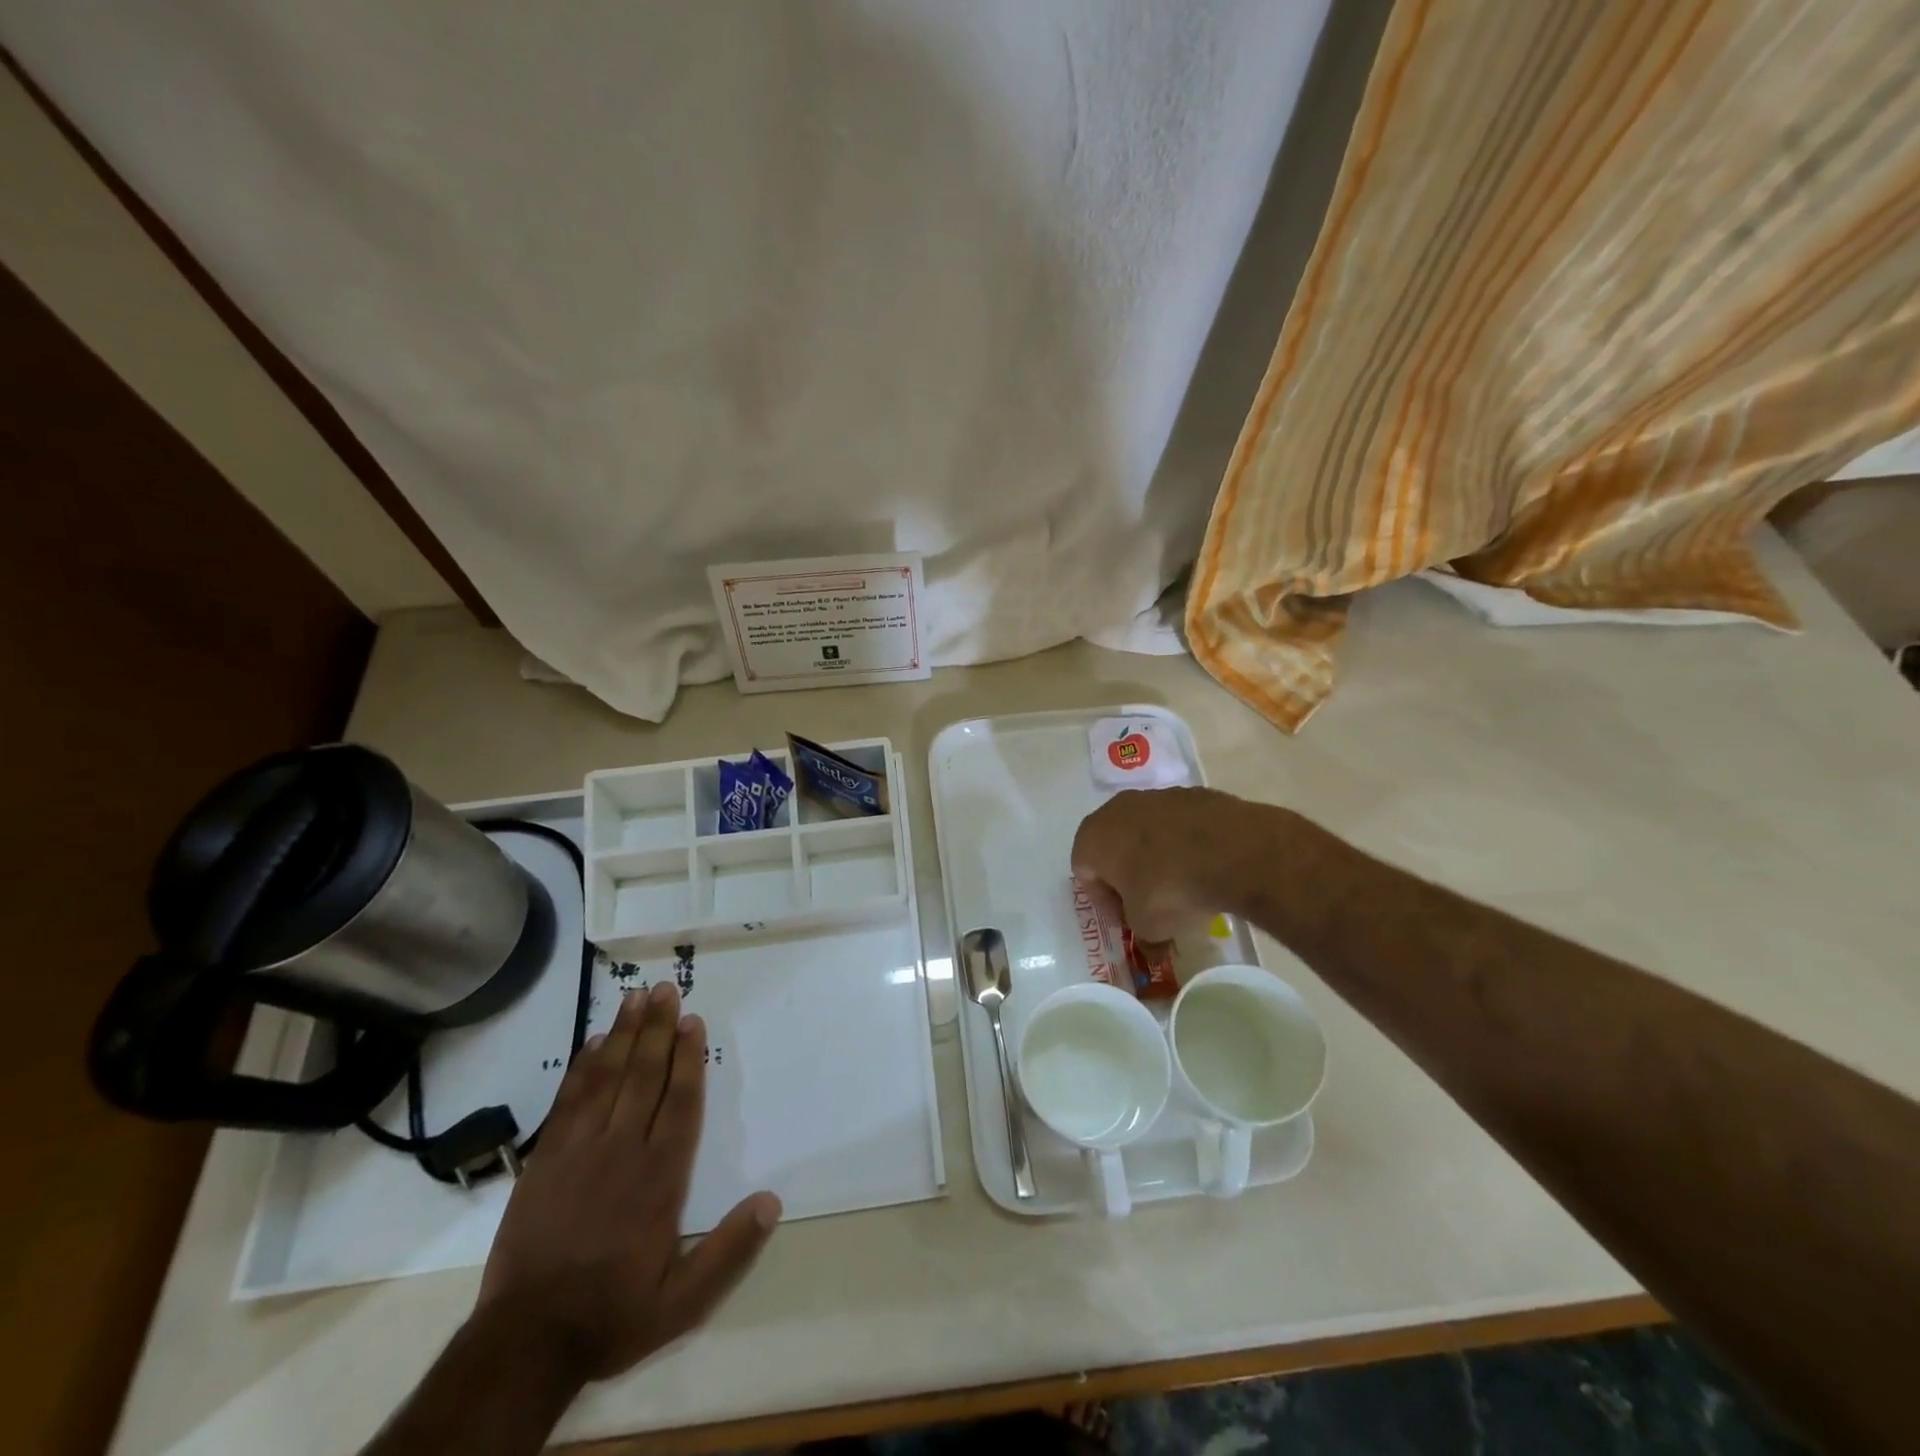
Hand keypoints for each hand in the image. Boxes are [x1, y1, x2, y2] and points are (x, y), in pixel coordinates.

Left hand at [474, 981, 779, 1382]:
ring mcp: (579, 1150)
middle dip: (657, 1029)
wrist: (525, 1342)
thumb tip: (771, 1201)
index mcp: (660, 1177)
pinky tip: (592, 1043)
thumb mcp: (683, 1301)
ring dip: (623, 1035)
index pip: (680, 1102)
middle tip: (665, 989)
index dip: (688, 1058)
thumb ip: (729, 1251)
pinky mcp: (545, 1159)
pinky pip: (568, 1101)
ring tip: (635, 998)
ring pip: (607, 1078)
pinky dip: (581, 1068)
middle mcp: (623, 1150)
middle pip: (644, 1076)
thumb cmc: (613, 1313)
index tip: (692, 1021)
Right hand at [1070, 786, 1262, 939]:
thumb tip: (1151, 949)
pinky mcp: (1191, 794)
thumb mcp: (1149, 927)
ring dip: (1157, 857)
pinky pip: (1178, 825)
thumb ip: (1142, 934)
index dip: (1104, 902)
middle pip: (1114, 847)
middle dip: (1128, 876)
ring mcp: (1155, 796)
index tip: (1127, 921)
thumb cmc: (1169, 889)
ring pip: (1146, 832)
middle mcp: (1116, 809)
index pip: (1084, 872)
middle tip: (1149, 903)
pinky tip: (1205, 866)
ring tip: (1182, 885)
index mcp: (1092, 837)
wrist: (1230, 851)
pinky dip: (1185, 844)